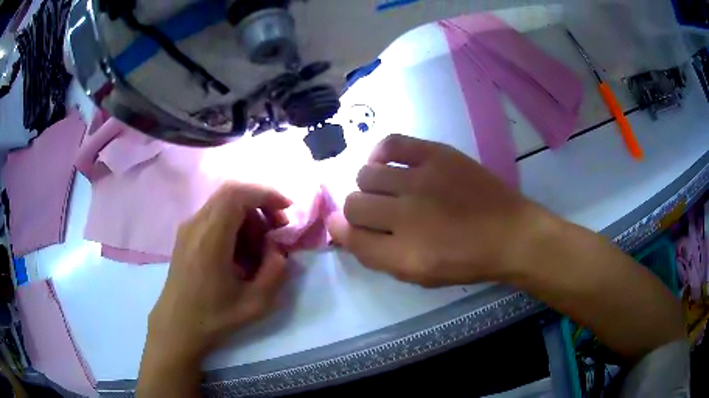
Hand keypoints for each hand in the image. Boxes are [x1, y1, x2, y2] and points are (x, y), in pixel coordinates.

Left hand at [138, 183, 290, 396]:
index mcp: (211, 237)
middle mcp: (196, 224)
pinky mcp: (186, 236)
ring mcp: (188, 228)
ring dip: (247, 217)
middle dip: (260, 204)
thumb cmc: (214, 317)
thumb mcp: (255, 303)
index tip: (287, 210)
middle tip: (276, 229)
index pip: (238, 195)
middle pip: (231, 194)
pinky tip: (240, 253)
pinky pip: (214, 217)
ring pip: (223, 204)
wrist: (177, 326)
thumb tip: (277, 248)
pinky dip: (234, 225)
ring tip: (259, 248)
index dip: (266, 194)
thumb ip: (276, 271)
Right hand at [327, 134, 546, 286]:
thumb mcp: (418, 275)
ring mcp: (422, 179)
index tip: (347, 228)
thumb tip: (340, 228)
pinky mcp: (437, 154)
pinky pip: (392, 143)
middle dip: (357, 211)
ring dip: (369, 186)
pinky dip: (380, 153)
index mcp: (403, 253)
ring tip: (387, 189)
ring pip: (366, 174)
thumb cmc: (465, 261)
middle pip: (353, 204)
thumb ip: (376, 256)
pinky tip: (387, 163)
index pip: (349, 236)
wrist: (509, 233)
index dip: (342, 232)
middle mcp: (406, 215)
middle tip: (376, 213)